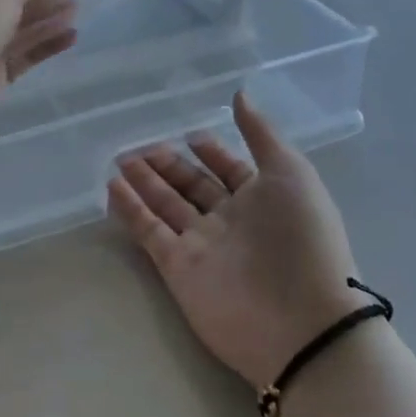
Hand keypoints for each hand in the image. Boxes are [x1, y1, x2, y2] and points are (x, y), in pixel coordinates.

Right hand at [109, 92, 363, 390]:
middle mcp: (230, 220)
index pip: (228, 169)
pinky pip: (150, 233)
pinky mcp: (179, 269)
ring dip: (144, 182)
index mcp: (261, 198)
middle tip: (140, 146)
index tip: (190, 135)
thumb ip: (261, 134)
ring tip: (120, 159)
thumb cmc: (302, 238)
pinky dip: (132, 211)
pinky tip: (113, 187)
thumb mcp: (290, 173)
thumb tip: (239, 94)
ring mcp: (202, 245)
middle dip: (169, 165)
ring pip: (166, 206)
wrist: (303, 322)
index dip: (211, 152)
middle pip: (192, 186)